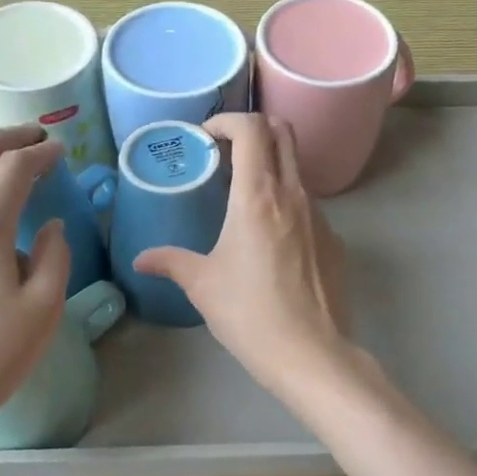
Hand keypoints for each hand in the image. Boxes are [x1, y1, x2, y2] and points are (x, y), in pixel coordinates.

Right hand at [133, 114, 350, 395]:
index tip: (207, 137)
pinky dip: (287, 204)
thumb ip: (171, 262)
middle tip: (226, 154)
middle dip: (254, 130)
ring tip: (244, 200)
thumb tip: (142, 260)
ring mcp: (320, 217)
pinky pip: (309, 206)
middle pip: (283, 133)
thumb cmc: (249, 314)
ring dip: (271, 168)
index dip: (228, 120)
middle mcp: (294, 195)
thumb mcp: (202, 285)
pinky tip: (272, 241)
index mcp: (258, 196)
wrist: (310, 354)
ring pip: (298, 169)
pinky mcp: (334, 242)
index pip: (252, 128)